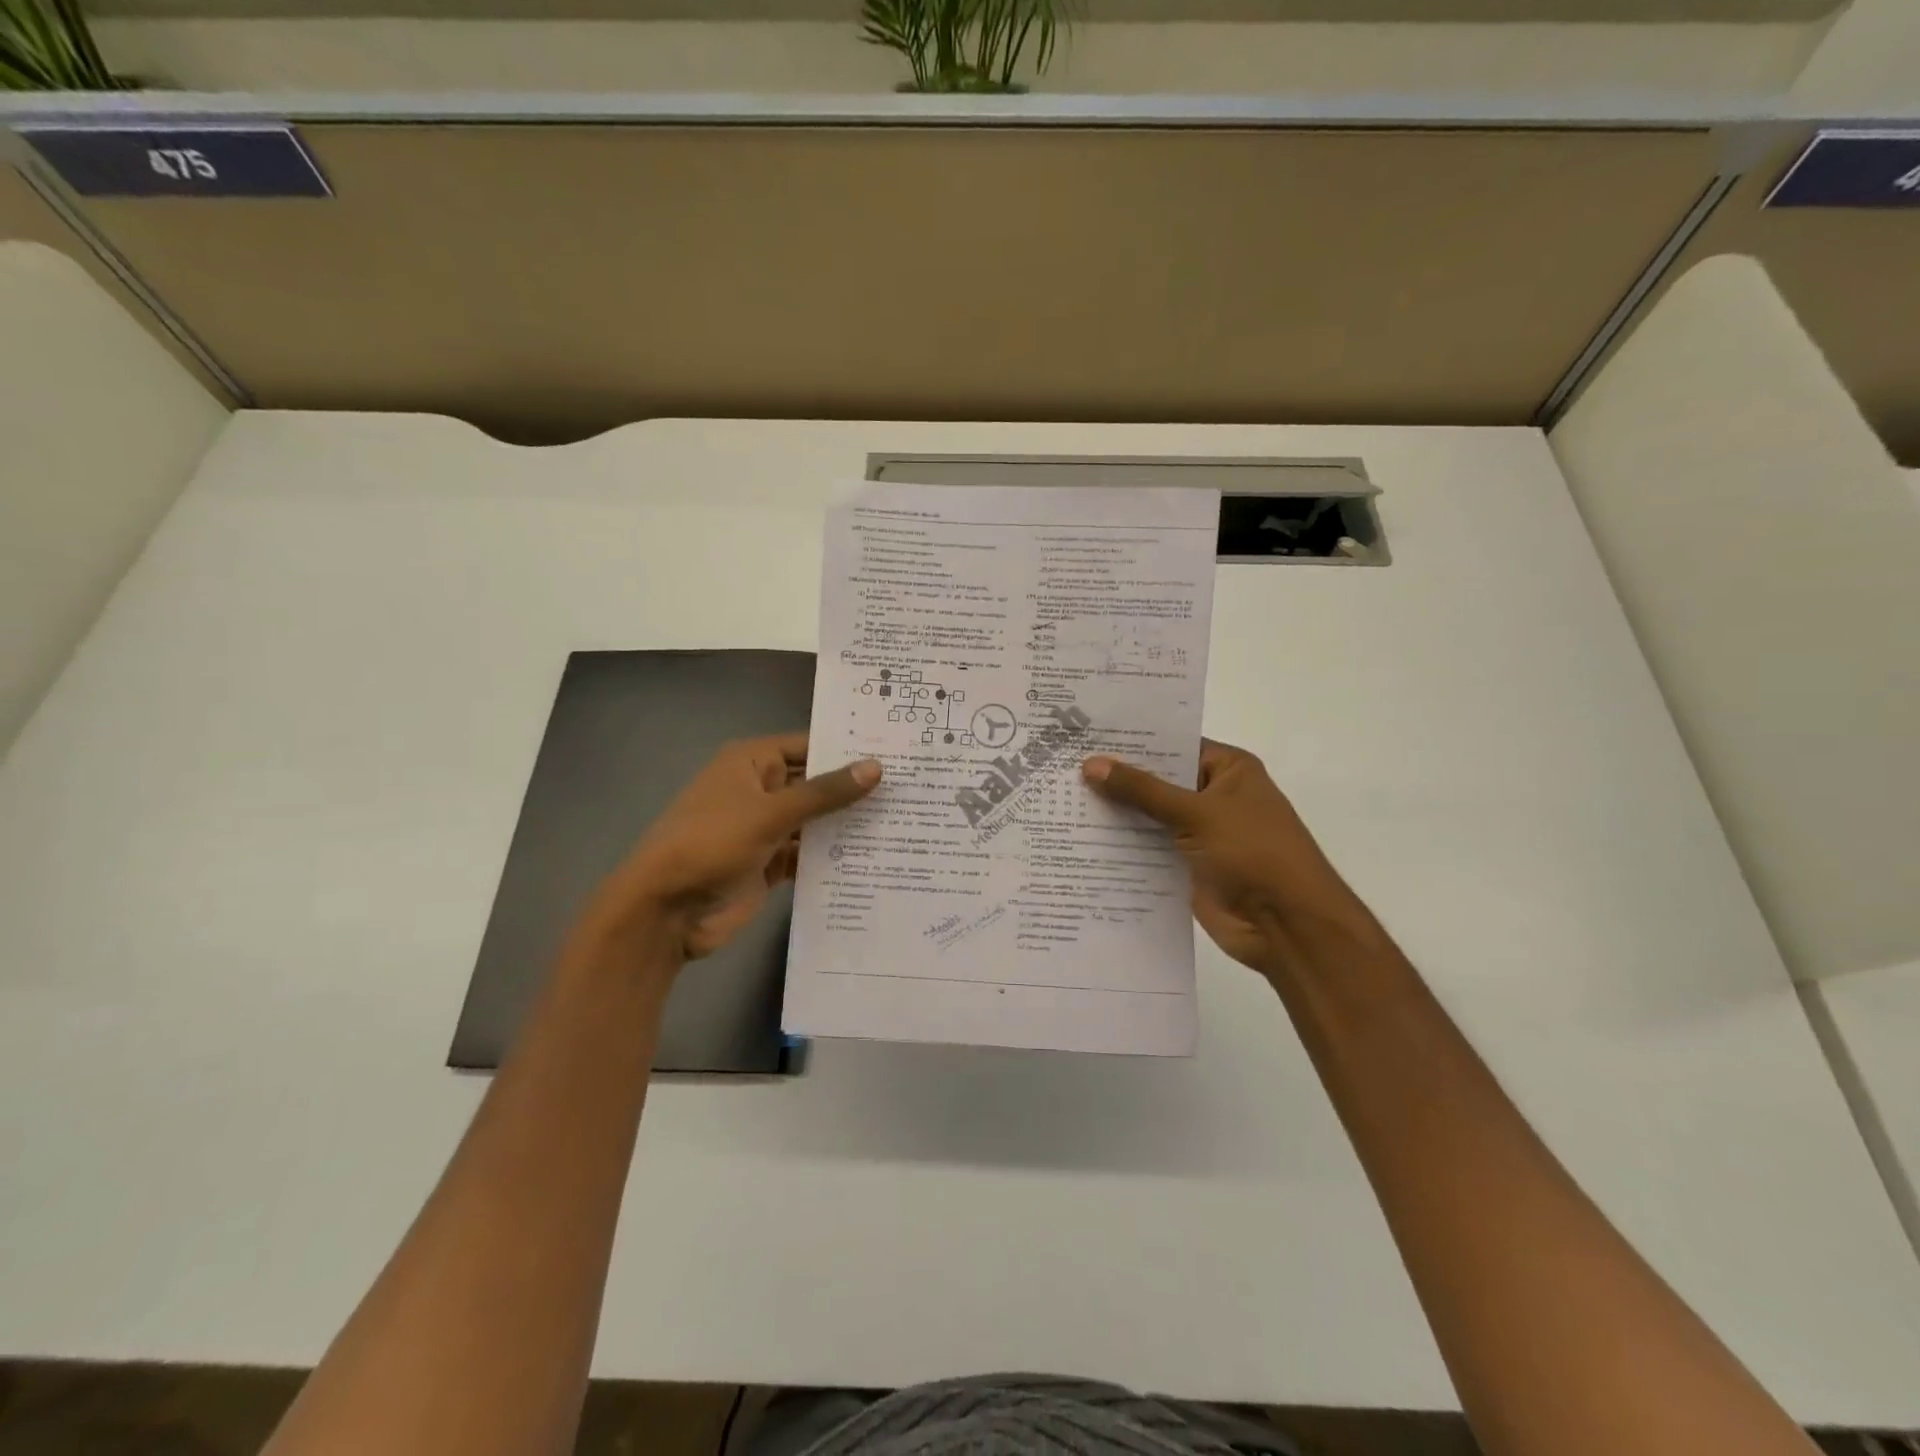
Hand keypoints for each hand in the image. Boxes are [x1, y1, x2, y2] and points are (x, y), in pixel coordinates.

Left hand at [577, 734, 879, 969]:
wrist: (665, 911)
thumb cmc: (711, 843)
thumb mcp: (770, 813)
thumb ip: (825, 792)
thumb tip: (876, 767)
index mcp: (752, 762)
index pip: (810, 745)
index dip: (849, 748)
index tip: (897, 752)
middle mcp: (761, 790)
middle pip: (816, 784)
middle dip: (855, 789)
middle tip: (913, 788)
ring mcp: (765, 829)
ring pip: (815, 821)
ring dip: (848, 824)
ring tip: (905, 821)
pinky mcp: (769, 864)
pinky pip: (808, 853)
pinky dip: (833, 856)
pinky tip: (874, 857)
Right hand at [1082, 739, 1379, 979]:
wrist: (1287, 926)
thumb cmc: (1253, 853)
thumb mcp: (1196, 813)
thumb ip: (1142, 790)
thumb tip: (1091, 764)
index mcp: (1227, 770)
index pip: (1172, 745)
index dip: (1132, 742)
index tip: (1085, 735)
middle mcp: (1213, 796)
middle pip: (1157, 781)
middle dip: (1116, 779)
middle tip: (1062, 766)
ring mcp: (1199, 833)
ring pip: (1149, 817)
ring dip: (1114, 814)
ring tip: (1060, 799)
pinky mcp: (1186, 866)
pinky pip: (1148, 850)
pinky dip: (1121, 847)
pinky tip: (1080, 840)